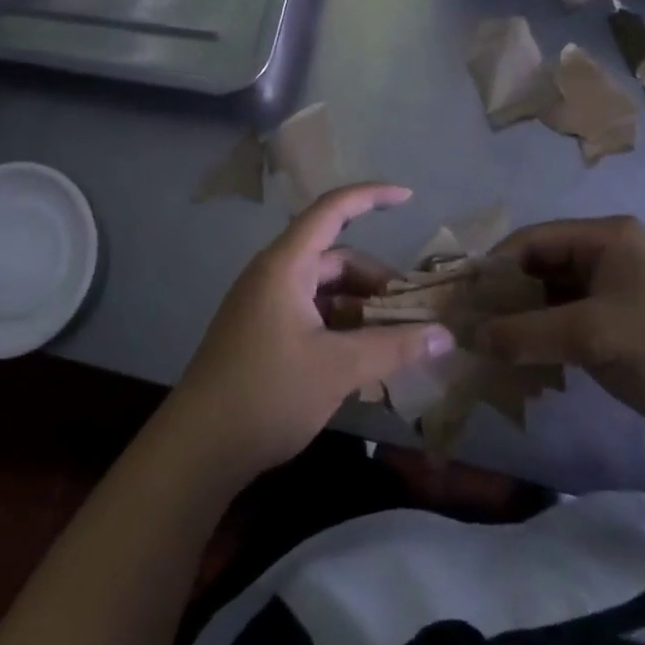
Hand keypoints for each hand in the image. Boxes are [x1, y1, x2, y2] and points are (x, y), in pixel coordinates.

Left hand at [170, 183, 454, 481]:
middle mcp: (273, 275)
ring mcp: (265, 304)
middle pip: (334, 257)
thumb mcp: (338, 369)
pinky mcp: (262, 332)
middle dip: (375, 279)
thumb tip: (446, 335)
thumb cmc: (267, 394)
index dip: (370, 196)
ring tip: (395, 339)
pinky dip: (340, 325)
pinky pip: (311, 312)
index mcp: (285, 265)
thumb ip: (394, 347)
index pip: (331, 210)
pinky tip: (364, 357)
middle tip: (412, 312)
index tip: (409, 197)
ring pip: (324, 289)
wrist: (198, 447)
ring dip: (360, 306)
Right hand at [477, 216, 644, 452]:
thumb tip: (468, 336)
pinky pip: (571, 321)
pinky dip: (547, 338)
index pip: (531, 240)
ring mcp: (618, 290)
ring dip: (524, 321)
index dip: (492, 267)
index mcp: (606, 238)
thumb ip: (526, 333)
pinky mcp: (624, 324)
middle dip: (505, 297)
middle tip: (470, 329)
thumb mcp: (593, 338)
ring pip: (552, 297)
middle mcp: (609, 255)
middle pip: (539, 267)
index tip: (459, 299)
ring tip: (491, 350)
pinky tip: (527, 363)